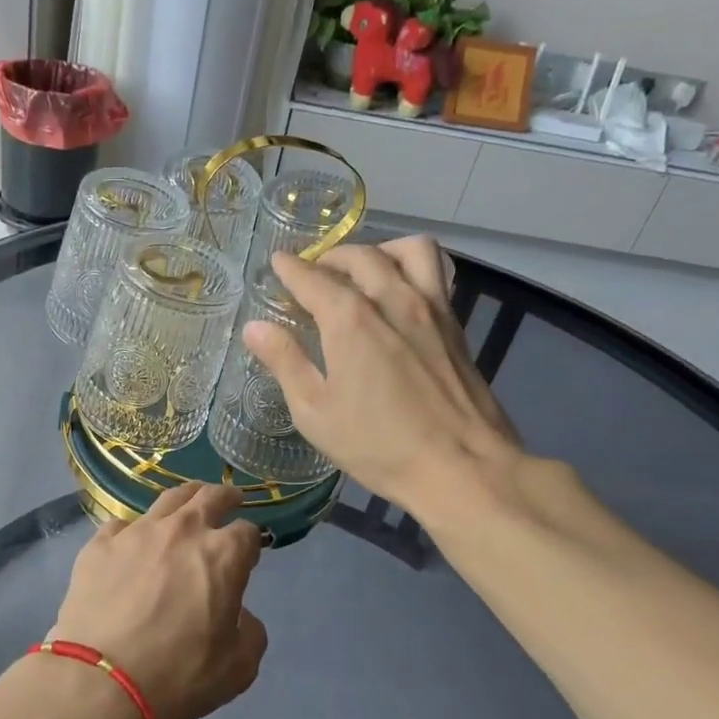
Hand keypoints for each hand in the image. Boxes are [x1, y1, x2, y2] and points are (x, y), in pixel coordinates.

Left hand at [51, 482, 267, 718]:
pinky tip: (132, 542)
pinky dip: (133, 530)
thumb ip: (250, 632)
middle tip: (230, 499)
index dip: (251, 542)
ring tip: (189, 501)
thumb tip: (239, 615)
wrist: (100, 681)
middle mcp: (182, 530)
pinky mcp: (100, 544)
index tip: (248, 553)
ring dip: (186, 497)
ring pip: (168, 498)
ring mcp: (137, 532)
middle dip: (225, 497)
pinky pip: (121, 525)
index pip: (248, 531)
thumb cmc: (177, 675)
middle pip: (210, 497)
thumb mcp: (238, 668)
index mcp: (222, 555)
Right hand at [243, 237, 521, 516]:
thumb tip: (255, 328)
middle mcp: (392, 299)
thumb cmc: (379, 445)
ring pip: (408, 250)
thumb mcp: (315, 412)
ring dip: (380, 250)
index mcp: (350, 319)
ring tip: (365, 271)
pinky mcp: (455, 324)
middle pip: (358, 256)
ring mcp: (430, 308)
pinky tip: (402, 291)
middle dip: (330, 257)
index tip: (278, 263)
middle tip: (314, 275)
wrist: (463, 468)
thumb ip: (285, 363)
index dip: (290, 268)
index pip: (311, 277)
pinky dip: (413, 267)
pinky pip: (437, 271)